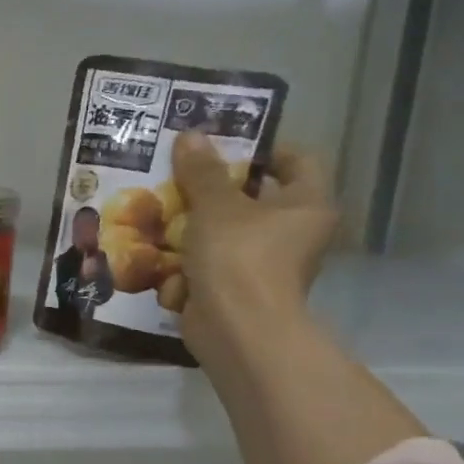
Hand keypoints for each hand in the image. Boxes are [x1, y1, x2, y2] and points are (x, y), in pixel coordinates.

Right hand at [172, 132, 337, 366]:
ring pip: (228, 229)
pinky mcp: (239, 286)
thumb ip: (201, 171)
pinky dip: (188, 252)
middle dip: (215, 185)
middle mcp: (295, 232)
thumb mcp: (215, 205)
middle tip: (179, 171)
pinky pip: (213, 259)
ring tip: (159, 203)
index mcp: (307, 204)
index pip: (296, 160)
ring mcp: (266, 262)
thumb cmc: (239, 256)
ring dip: (195, 219)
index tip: (221, 146)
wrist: (237, 328)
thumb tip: (190, 135)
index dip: (262, 148)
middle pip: (256, 195)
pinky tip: (157, 241)